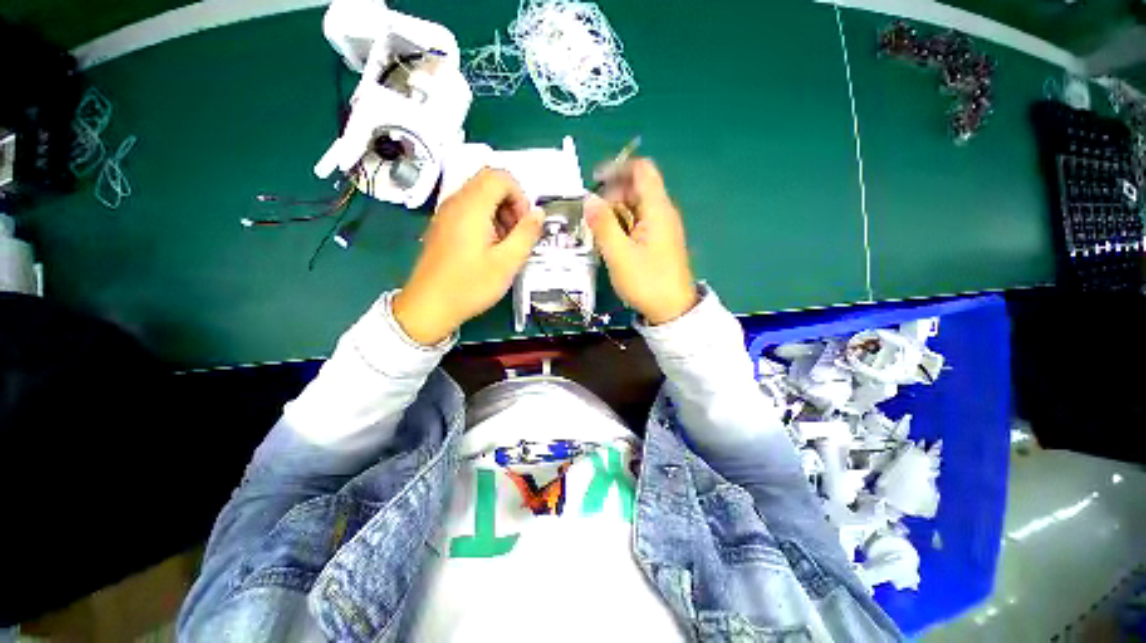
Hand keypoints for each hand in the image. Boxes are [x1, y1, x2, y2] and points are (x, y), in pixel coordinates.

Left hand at [394, 169, 542, 344]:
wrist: (429, 306)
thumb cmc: (470, 285)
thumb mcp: (507, 263)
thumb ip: (526, 234)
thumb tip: (539, 213)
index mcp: (471, 207)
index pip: (500, 177)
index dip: (520, 196)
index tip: (524, 224)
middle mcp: (455, 202)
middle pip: (489, 182)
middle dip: (511, 203)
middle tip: (517, 234)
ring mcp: (445, 214)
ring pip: (479, 196)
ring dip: (499, 212)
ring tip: (505, 244)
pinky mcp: (442, 226)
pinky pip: (468, 210)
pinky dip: (485, 220)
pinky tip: (489, 248)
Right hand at [586, 159, 697, 324]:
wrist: (672, 310)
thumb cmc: (646, 282)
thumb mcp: (619, 255)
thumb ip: (603, 225)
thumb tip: (588, 199)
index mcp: (657, 209)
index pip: (642, 170)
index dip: (618, 169)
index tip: (594, 182)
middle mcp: (663, 213)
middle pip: (637, 188)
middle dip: (612, 194)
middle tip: (592, 215)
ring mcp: (662, 228)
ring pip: (637, 206)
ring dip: (616, 211)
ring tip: (597, 229)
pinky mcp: (659, 241)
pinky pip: (639, 222)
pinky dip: (623, 224)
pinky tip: (612, 239)